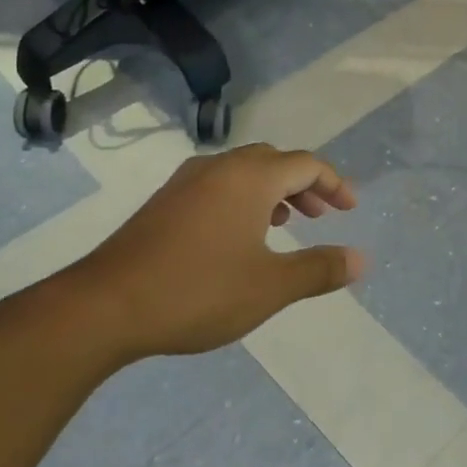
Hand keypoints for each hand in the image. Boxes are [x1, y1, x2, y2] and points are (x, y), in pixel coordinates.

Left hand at [56, 144, 364, 361]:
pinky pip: (217, 185)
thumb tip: (361, 259)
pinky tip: (239, 235)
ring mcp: (186, 182)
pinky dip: (243, 198)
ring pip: (243, 171)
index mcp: (250, 177)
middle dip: (305, 184)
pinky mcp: (164, 202)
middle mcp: (219, 168)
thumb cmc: (198, 291)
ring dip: (273, 190)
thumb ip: (319, 269)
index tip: (350, 209)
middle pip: (274, 161)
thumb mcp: (270, 287)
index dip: (334, 183)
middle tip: (322, 215)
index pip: (306, 163)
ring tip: (286, 223)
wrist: (105, 305)